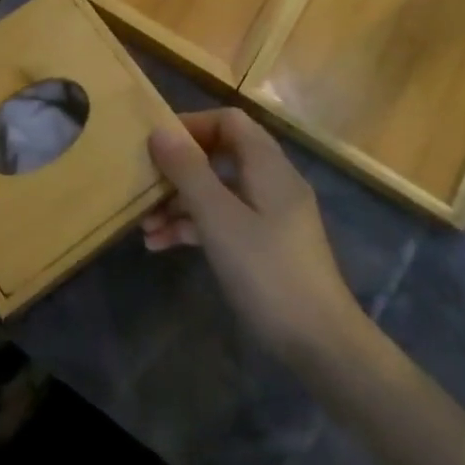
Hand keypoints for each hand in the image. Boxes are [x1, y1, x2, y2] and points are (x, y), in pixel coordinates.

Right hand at [143, 110, 362, 365]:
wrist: (320, 343)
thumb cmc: (267, 270)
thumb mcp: (218, 218)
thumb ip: (189, 171)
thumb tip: (160, 130)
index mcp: (267, 165)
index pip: (228, 121)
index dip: (191, 125)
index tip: (156, 143)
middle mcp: (271, 182)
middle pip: (219, 156)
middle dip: (179, 170)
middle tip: (144, 185)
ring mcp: (271, 215)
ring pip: (218, 192)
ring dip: (180, 203)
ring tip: (144, 226)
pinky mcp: (266, 246)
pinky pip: (225, 220)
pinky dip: (195, 227)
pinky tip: (162, 245)